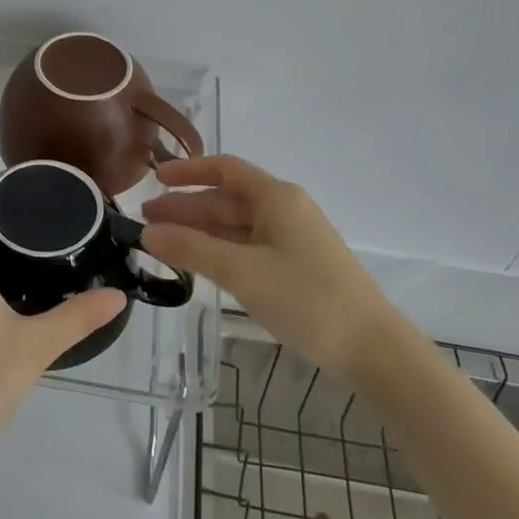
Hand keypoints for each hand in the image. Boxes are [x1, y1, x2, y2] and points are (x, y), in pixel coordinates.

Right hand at [141, 155, 394, 376]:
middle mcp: (284, 210)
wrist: (372, 348)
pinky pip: (248, 246)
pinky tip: (198, 262)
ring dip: (199, 231)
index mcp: (276, 197)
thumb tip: (148, 233)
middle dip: (186, 207)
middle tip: (145, 220)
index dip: (188, 172)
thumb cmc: (307, 299)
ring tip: (162, 242)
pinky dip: (219, 249)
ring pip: (235, 225)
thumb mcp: (242, 272)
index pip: (225, 169)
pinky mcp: (296, 265)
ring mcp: (292, 238)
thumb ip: (192, 249)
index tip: (154, 180)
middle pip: (226, 199)